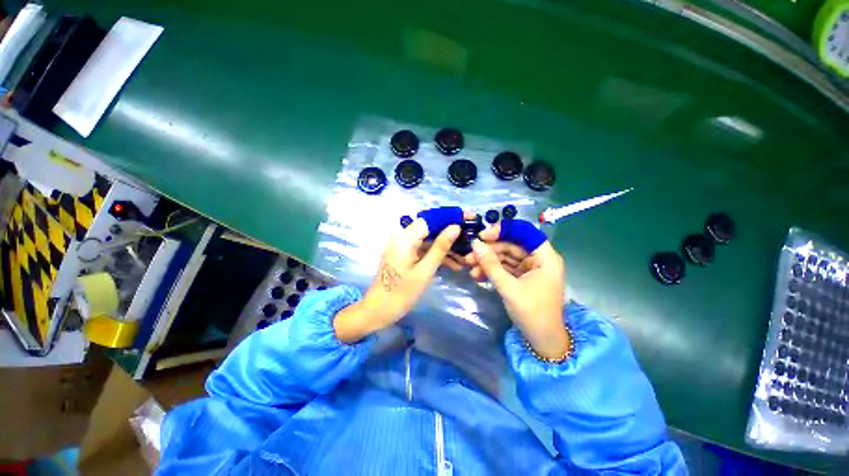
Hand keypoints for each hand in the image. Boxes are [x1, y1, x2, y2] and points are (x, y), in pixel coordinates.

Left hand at [334, 218, 460, 342]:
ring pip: (428, 240)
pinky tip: (453, 265)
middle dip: (450, 235)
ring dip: (446, 248)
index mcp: (404, 238)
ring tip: (466, 258)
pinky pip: (423, 250)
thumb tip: (455, 227)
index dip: (449, 218)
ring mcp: (402, 246)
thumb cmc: (401, 293)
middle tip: (470, 241)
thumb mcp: (425, 271)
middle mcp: (402, 237)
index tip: (468, 219)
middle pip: (430, 229)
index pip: (430, 219)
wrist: (378, 311)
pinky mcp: (404, 255)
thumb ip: (440, 247)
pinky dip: (436, 255)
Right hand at [467, 224, 569, 359]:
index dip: (503, 231)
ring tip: (469, 267)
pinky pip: (505, 268)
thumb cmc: (532, 313)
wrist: (542, 341)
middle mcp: (538, 259)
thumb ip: (491, 265)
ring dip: (487, 261)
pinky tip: (477, 275)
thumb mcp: (508, 287)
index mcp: (545, 257)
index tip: (483, 236)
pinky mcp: (522, 277)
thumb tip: (475, 244)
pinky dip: (491, 270)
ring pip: (505, 257)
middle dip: (489, 250)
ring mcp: (529, 268)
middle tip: (469, 255)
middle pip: (511, 245)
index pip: (524, 233)